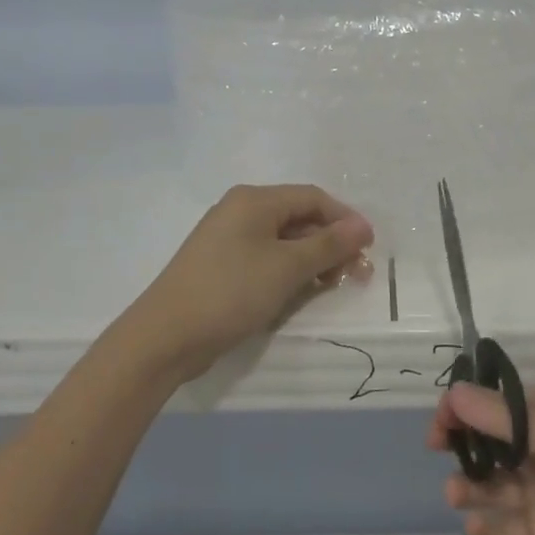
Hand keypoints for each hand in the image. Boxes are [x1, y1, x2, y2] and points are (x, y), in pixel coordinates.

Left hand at [125, 185, 374, 382]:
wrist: (165, 337)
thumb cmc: (231, 292)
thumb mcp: (287, 267)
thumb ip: (328, 245)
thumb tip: (363, 226)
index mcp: (254, 200)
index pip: (312, 197)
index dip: (345, 219)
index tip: (369, 248)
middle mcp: (240, 211)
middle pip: (299, 218)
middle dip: (330, 243)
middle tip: (356, 273)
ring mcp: (228, 239)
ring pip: (284, 241)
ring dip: (312, 260)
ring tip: (331, 286)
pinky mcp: (222, 266)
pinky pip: (266, 259)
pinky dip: (288, 272)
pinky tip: (301, 292)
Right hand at [431, 382, 534, 534]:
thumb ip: (511, 422)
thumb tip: (454, 393)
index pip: (504, 402)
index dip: (470, 406)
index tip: (443, 419)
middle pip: (493, 442)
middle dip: (465, 444)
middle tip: (440, 450)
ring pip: (494, 485)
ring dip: (470, 486)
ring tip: (459, 495)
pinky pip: (504, 533)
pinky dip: (485, 532)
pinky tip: (476, 533)